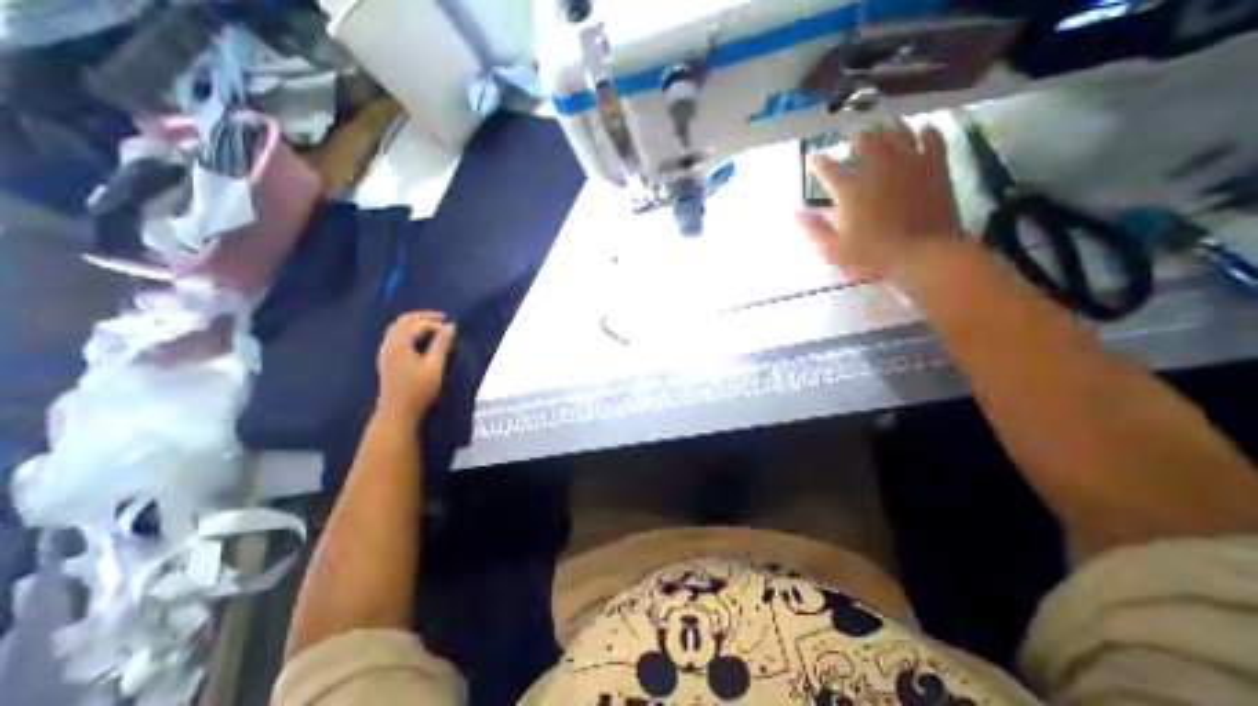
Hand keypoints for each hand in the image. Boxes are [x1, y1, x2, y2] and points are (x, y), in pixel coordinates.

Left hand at [379, 312, 458, 421]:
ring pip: (397, 328)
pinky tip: (418, 339)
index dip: (434, 323)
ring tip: (431, 326)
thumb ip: (442, 344)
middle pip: (403, 321)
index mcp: (400, 344)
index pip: (416, 324)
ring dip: (414, 323)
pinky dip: (408, 331)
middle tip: (441, 318)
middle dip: (422, 316)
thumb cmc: (418, 389)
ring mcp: (386, 352)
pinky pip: (395, 337)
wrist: (398, 412)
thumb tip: (451, 326)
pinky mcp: (387, 360)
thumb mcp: (435, 366)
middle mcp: (389, 345)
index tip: (450, 329)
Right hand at [794, 118, 964, 281]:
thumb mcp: (834, 249)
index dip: (818, 162)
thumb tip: (795, 213)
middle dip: (855, 138)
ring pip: (897, 134)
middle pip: (865, 142)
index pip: (827, 170)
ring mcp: (908, 164)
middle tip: (852, 139)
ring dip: (887, 129)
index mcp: (849, 191)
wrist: (921, 253)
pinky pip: (932, 139)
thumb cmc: (871, 255)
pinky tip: (922, 132)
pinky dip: (926, 133)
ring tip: (883, 129)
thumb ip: (814, 229)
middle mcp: (876, 169)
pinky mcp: (935, 166)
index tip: (813, 157)